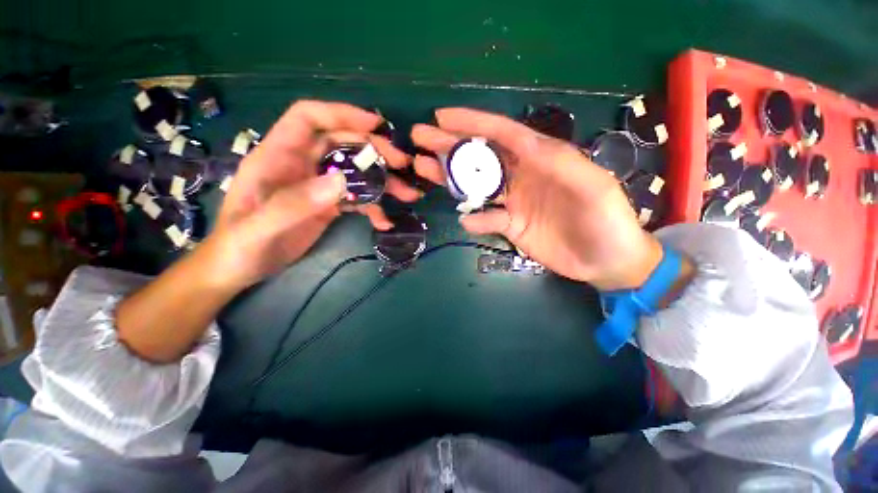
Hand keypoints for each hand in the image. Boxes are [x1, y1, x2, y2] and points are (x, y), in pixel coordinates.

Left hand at [202, 100, 420, 290]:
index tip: (376, 125)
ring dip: (382, 180)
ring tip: (407, 193)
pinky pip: (356, 199)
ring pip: (354, 171)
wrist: (240, 269)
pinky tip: (385, 222)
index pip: (308, 119)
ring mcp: (317, 186)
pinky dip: (373, 207)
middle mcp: (301, 165)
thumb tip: (340, 181)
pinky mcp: (328, 205)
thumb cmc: (239, 246)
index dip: (341, 114)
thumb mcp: (259, 228)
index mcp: (277, 157)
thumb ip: (294, 203)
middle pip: (341, 144)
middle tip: (402, 164)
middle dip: (373, 149)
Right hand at [411, 108, 663, 290]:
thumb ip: (560, 164)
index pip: (503, 133)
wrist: (606, 261)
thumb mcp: (592, 186)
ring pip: (477, 186)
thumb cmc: (607, 221)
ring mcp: (514, 201)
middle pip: (482, 156)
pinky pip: (488, 219)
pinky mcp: (511, 225)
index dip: (473, 123)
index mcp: (542, 158)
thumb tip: (523, 148)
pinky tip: (467, 221)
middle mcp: (523, 175)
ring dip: (451, 178)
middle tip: (421, 138)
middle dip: (451, 145)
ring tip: (423, 168)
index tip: (442, 117)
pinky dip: (476, 220)